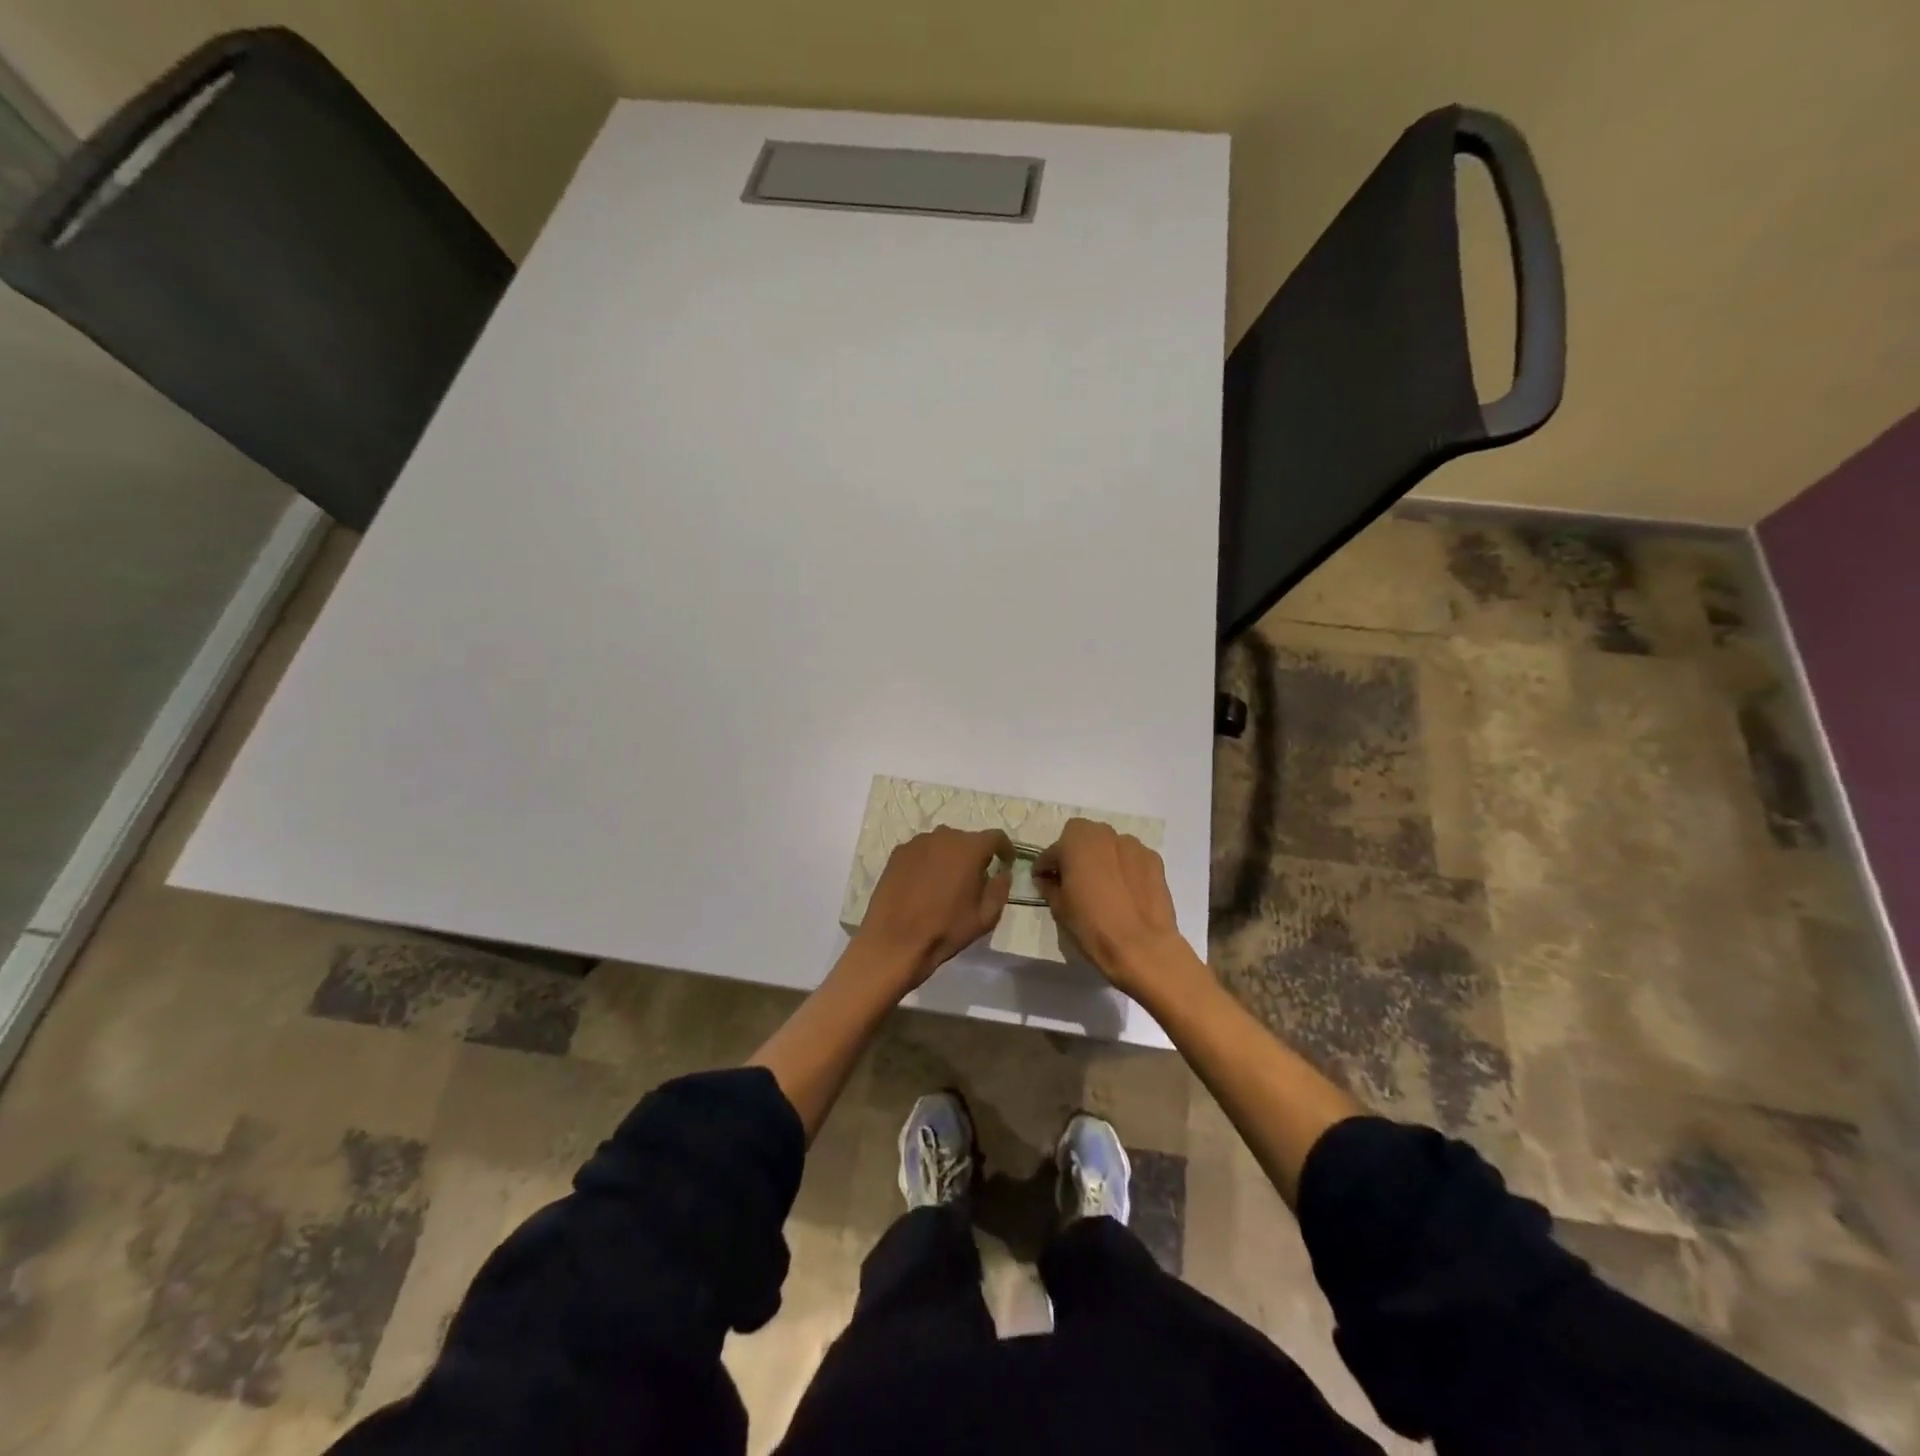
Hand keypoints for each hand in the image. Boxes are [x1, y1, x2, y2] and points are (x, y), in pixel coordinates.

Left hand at [854, 827, 1013, 989]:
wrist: (894, 941)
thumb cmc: (945, 929)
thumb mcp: (985, 917)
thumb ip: (1000, 889)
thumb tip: (1003, 873)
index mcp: (969, 849)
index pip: (995, 837)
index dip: (1005, 848)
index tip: (1006, 862)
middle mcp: (943, 837)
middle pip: (967, 839)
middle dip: (975, 854)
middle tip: (975, 878)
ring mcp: (916, 843)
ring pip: (942, 843)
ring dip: (950, 856)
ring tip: (947, 882)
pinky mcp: (897, 854)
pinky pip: (921, 851)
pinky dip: (928, 861)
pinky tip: (924, 884)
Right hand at [1034, 819, 1197, 998]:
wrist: (1142, 946)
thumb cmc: (1092, 926)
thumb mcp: (1059, 908)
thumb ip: (1049, 886)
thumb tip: (1047, 879)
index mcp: (1075, 842)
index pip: (1052, 851)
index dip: (1046, 867)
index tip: (1044, 882)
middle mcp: (1103, 834)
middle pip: (1082, 836)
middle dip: (1074, 853)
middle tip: (1073, 879)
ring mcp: (1132, 845)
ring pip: (1109, 844)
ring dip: (1101, 857)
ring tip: (1102, 884)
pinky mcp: (1154, 859)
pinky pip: (1131, 858)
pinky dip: (1124, 867)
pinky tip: (1125, 889)